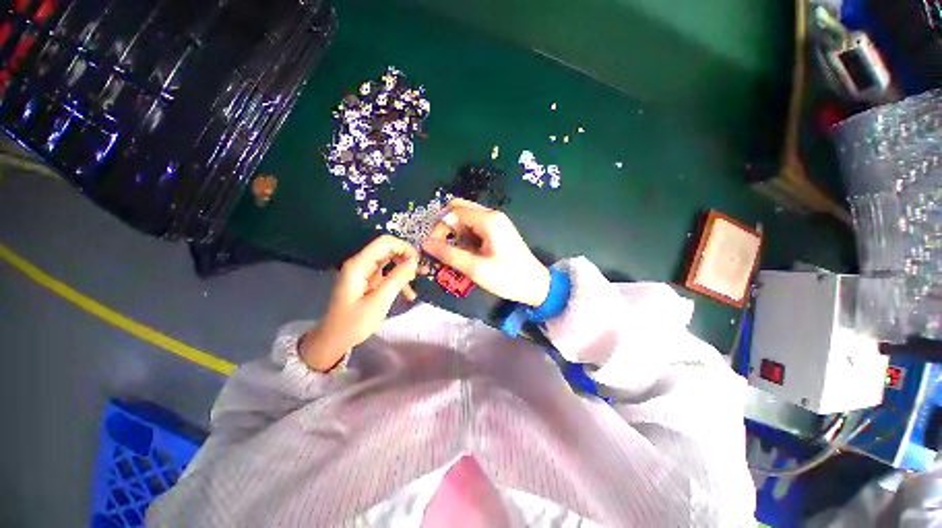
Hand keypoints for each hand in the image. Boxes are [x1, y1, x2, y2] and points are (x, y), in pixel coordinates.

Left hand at [300, 235, 418, 370]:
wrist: (333, 340)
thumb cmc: (354, 323)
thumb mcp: (379, 302)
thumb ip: (397, 279)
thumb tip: (414, 261)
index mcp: (359, 265)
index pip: (385, 243)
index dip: (404, 248)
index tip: (417, 263)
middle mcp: (361, 264)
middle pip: (388, 250)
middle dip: (406, 259)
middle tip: (420, 272)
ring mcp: (364, 273)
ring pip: (390, 262)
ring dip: (405, 270)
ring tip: (419, 282)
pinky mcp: (368, 282)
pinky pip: (387, 275)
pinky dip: (399, 281)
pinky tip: (409, 295)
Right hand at [422, 199, 549, 305]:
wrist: (535, 285)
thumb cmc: (507, 277)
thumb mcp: (475, 268)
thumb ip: (449, 254)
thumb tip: (425, 243)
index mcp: (488, 220)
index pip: (453, 212)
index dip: (439, 227)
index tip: (433, 247)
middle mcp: (492, 215)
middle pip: (459, 210)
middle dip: (446, 227)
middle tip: (442, 248)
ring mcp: (496, 222)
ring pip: (466, 219)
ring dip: (456, 234)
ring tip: (456, 255)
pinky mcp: (498, 231)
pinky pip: (475, 227)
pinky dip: (466, 238)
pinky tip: (467, 254)